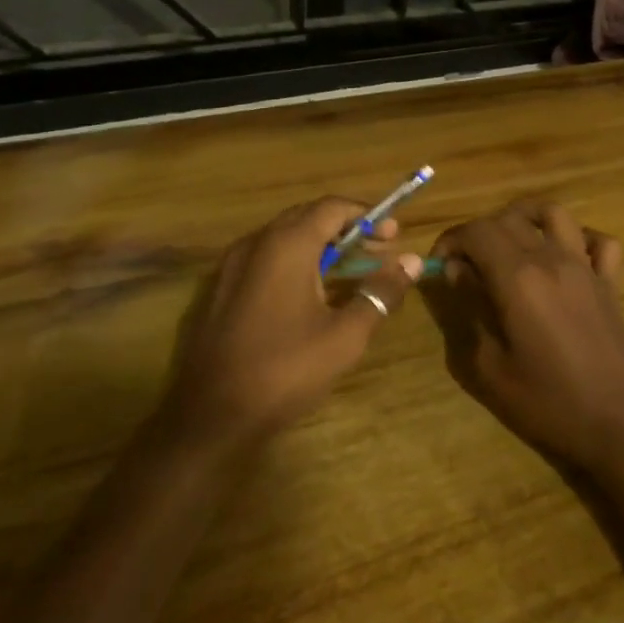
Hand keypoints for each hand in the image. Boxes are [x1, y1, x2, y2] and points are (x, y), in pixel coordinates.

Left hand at [159, 198, 422, 453]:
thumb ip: (380, 292)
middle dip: (345, 228)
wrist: (211, 414)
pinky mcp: (222, 289)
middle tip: (377, 250)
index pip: (332, 207)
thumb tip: (412, 261)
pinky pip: (265, 258)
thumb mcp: (345, 335)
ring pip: (284, 238)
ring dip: (320, 245)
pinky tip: (311, 293)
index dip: (366, 216)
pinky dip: (295, 262)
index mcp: (286, 245)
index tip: (393, 235)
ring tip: (350, 270)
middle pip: (307, 217)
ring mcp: (233, 265)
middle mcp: (256, 243)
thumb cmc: (285, 370)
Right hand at [435, 200, 623, 472]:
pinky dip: (580, 239)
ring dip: (526, 219)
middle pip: (509, 219)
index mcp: (518, 277)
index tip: (440, 266)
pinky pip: (600, 242)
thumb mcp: (489, 368)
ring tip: (511, 244)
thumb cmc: (547, 403)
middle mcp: (552, 259)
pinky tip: (566, 258)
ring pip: (554, 214)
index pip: (476, 232)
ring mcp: (586, 268)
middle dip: (479, 233)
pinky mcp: (611, 284)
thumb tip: (458, 273)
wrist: (619, 427)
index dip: (451, 241)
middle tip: (467, 265)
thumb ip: (469, 311)